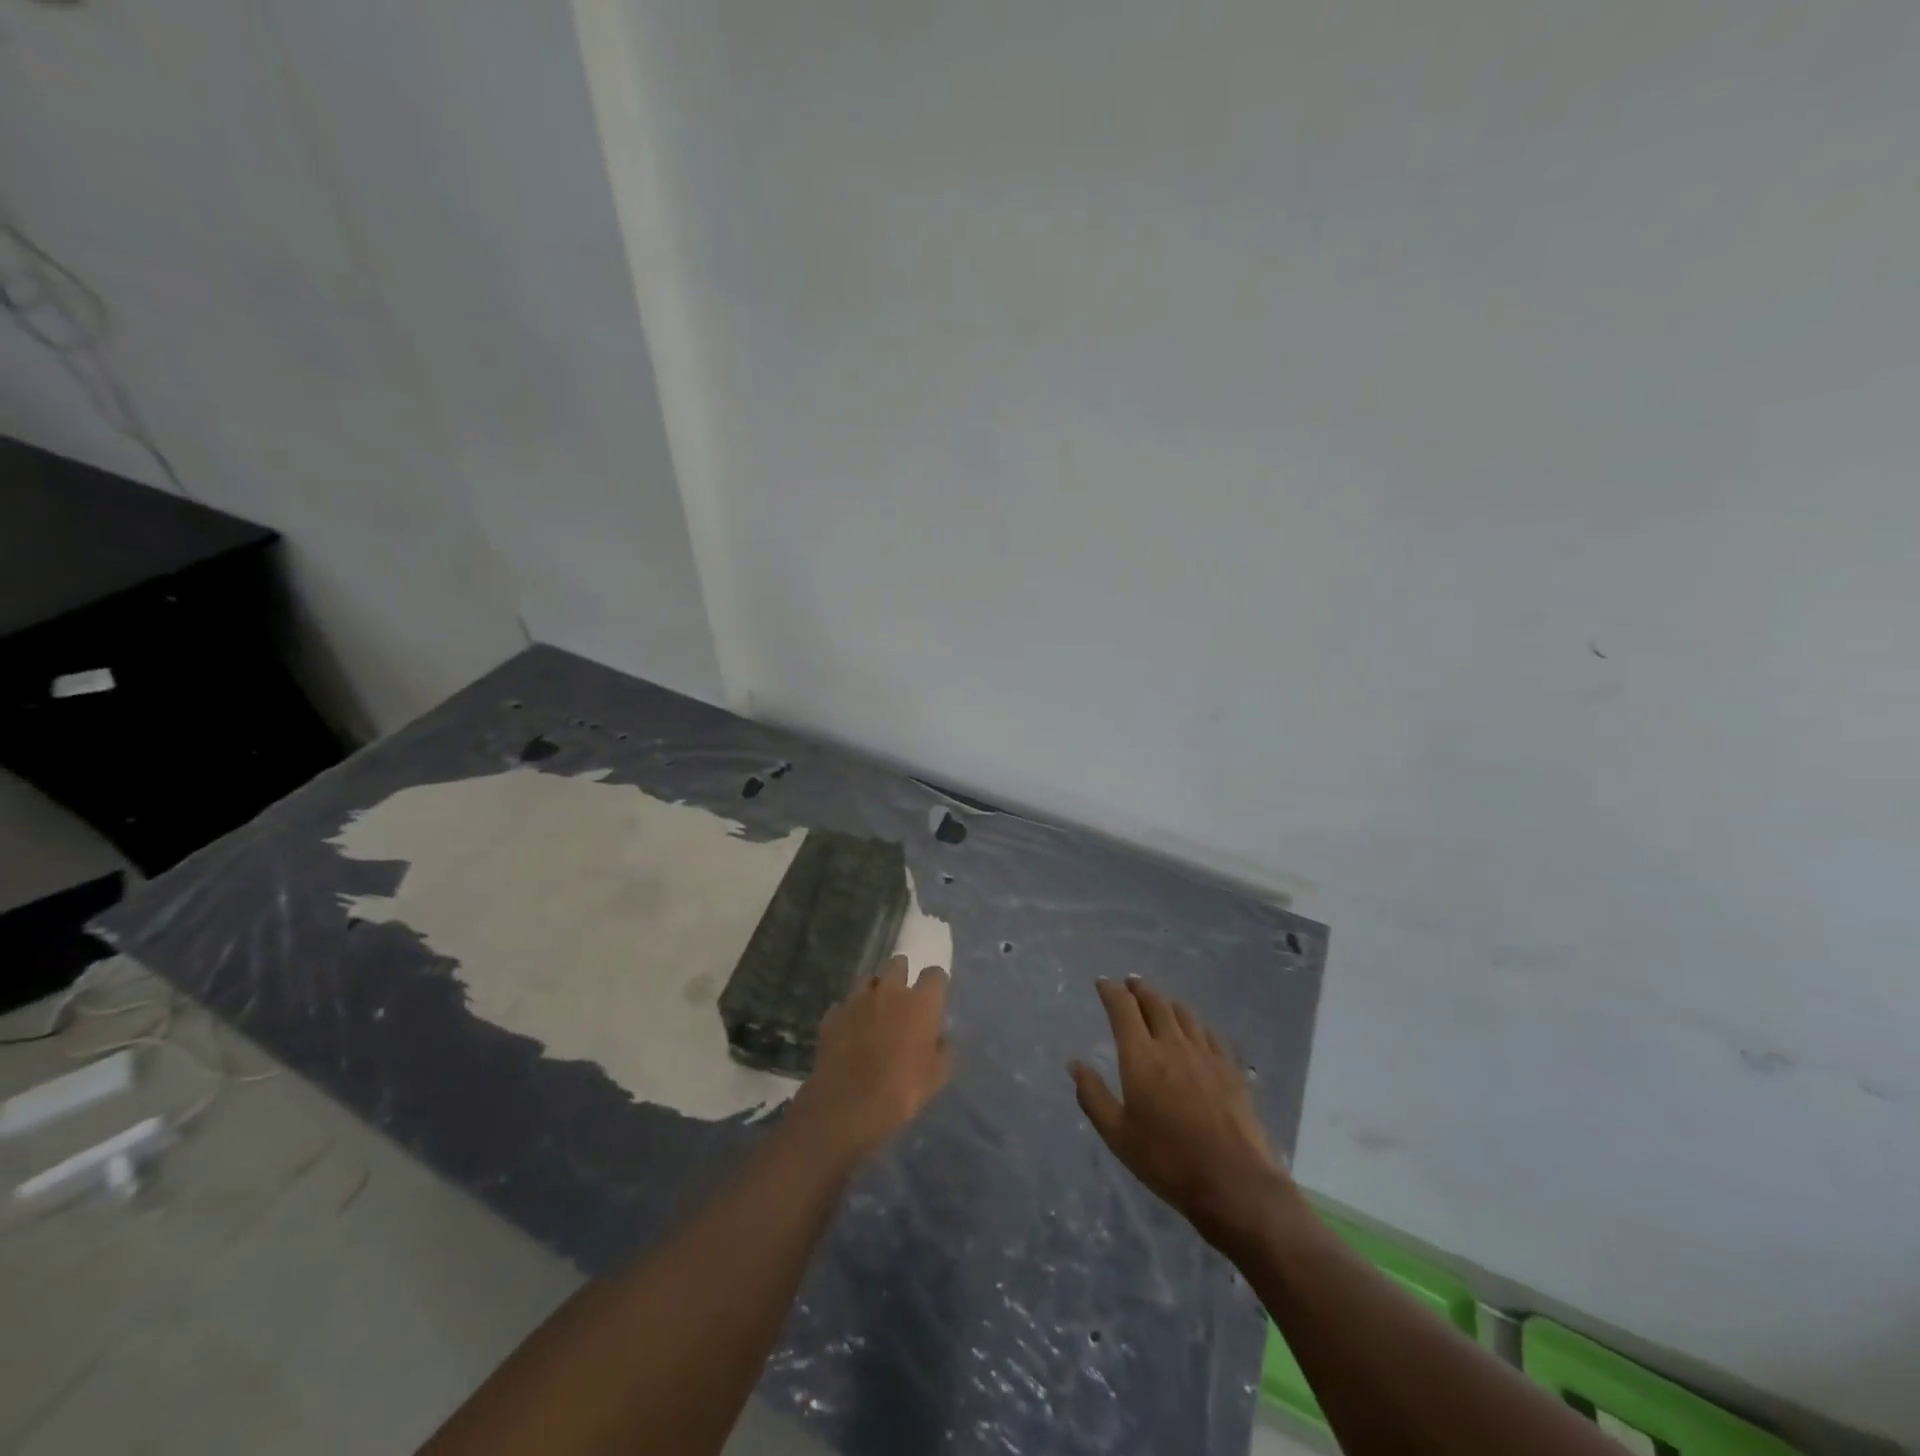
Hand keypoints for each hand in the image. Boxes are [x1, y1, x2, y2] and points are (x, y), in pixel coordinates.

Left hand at [790, 956, 952, 1163]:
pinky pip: (844, 1004)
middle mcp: (890, 990)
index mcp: (921, 1002)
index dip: (935, 983)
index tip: (934, 996)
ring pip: (868, 978)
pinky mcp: (833, 1014)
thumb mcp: (937, 1076)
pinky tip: (850, 1030)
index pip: (935, 974)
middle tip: (902, 996)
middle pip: (898, 963)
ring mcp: (857, 999)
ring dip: (874, 989)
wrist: (848, 1106)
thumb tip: (940, 1036)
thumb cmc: (902, 1091)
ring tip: (874, 1009)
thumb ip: (942, 1048)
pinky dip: (849, 1013)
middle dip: (902, 974)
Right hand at [1071, 977, 1292, 1249]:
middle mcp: (1172, 1044)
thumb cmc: (1167, 1161)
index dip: (1111, 991)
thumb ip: (1093, 1096)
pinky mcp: (1230, 1068)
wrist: (1233, 1182)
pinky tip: (1194, 1030)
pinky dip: (1194, 1023)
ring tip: (1158, 1001)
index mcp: (1141, 1057)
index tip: (1102, 983)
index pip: (1123, 1008)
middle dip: (1139, 989)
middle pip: (1155, 1002)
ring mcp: (1205, 1054)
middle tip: (1129, 984)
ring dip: (1166, 1001)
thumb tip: (1075, 1064)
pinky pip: (1209, 1033)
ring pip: (1183, 1013)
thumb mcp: (1118, 1135)